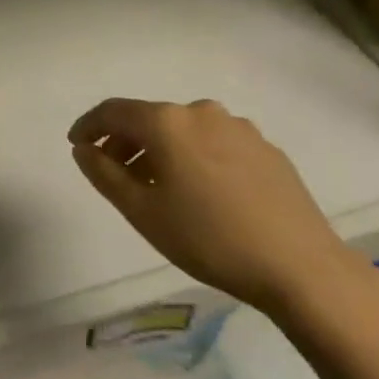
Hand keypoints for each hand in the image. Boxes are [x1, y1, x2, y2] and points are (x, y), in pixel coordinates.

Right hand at [69, 98, 358, 317]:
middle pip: (149, 118)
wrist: (302, 268)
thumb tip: (83, 148)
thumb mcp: (142, 212)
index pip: (113, 111)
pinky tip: (202, 192)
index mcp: (167, 122)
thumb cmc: (209, 239)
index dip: (89, 125)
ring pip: (183, 130)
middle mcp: (200, 112)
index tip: (77, 145)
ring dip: (161, 150)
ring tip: (158, 187)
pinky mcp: (265, 148)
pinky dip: (195, 156)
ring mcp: (238, 127)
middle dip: (126, 142)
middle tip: (115, 174)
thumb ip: (104, 174)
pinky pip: (214, 142)